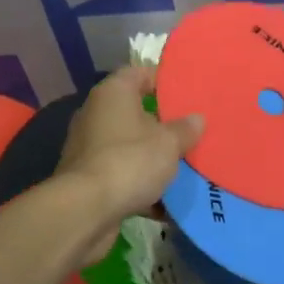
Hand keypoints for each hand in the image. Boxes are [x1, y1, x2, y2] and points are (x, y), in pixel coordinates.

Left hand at [57, 66, 204, 260]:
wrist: (86, 210)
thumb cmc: (130, 162)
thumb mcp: (168, 143)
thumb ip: (185, 130)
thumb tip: (196, 119)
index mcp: (113, 94)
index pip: (139, 73)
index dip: (164, 80)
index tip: (188, 93)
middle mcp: (96, 115)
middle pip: (135, 112)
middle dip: (163, 125)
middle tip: (192, 133)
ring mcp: (90, 148)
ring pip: (130, 147)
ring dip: (153, 159)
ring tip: (184, 168)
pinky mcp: (89, 179)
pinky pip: (122, 176)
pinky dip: (141, 187)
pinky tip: (166, 204)